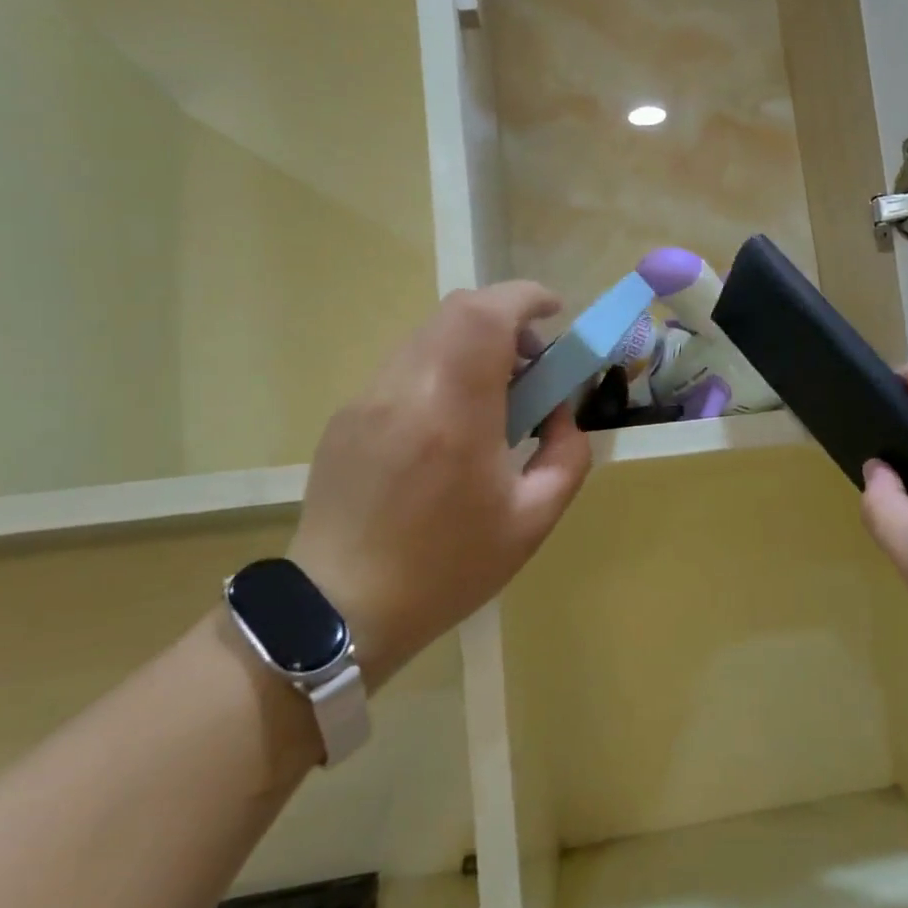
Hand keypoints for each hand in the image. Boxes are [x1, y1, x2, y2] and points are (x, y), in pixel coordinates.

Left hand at [287, 282, 591, 686]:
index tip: (556, 312)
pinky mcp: (347, 415)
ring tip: (494, 398)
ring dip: (473, 344)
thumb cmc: (448, 569)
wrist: (340, 610)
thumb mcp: (532, 521)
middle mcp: (404, 389)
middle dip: (506, 319)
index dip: (525, 298)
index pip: (485, 316)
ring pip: (429, 335)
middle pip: (457, 311)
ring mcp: (367, 398)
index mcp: (454, 414)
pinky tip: (450, 425)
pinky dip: (443, 368)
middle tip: (532, 364)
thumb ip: (567, 456)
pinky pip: (405, 366)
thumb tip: (562, 413)